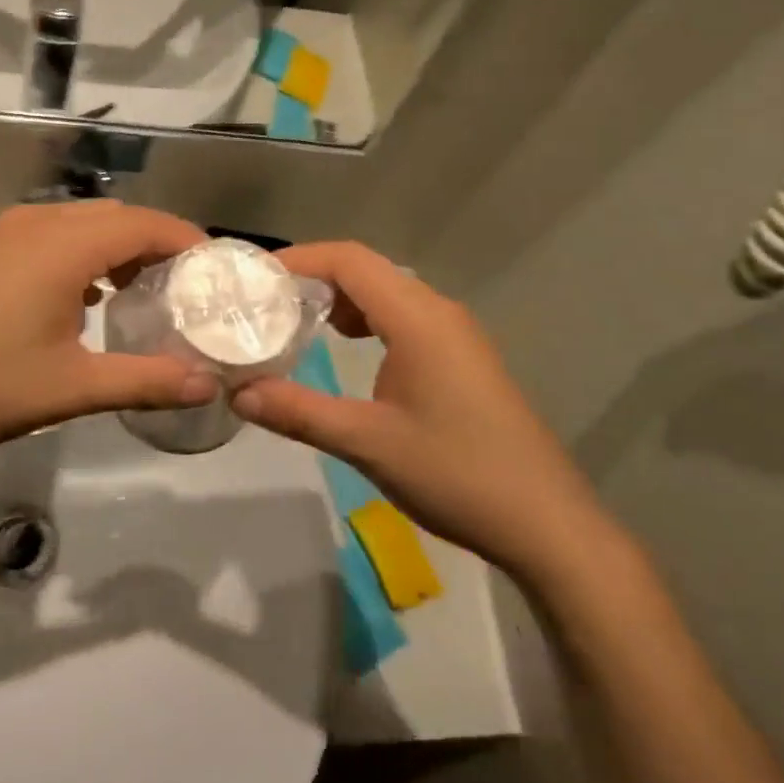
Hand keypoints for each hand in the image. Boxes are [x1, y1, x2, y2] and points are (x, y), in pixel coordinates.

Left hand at [0, 203, 214, 478]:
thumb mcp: (70, 388)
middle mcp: (37, 222)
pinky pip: (50, 235)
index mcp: (65, 244)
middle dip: (157, 245)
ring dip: (117, 248)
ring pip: (81, 223)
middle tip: (186, 290)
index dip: (189, 242)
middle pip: (117, 217)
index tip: (218, 272)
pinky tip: (82, 299)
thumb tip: (206, 386)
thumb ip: (145, 382)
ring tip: (140, 294)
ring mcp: (4, 231)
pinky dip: (82, 254)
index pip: (147, 224)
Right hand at [230, 242, 614, 580]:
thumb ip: (299, 411)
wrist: (546, 523)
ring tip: (295, 323)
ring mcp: (456, 335)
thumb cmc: (456, 474)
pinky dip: (367, 320)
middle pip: (367, 270)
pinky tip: (346, 349)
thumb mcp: (368, 443)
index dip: (299, 258)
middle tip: (265, 303)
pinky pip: (405, 317)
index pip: (349, 260)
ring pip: (388, 293)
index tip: (255, 279)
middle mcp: (439, 312)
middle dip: (314, 277)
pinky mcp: (463, 359)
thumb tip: (237, 393)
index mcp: (418, 318)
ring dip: (341, 299)